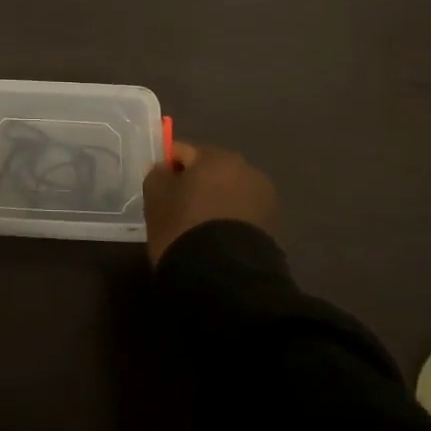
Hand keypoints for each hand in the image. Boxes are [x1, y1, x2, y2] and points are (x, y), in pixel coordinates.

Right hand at [142, 141, 277, 264]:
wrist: (227, 279)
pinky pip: (242, 217)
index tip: (158, 190)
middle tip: (176, 209)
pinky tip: (215, 241)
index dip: (167, 169)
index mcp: (217, 156)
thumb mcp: (156, 196)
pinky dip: (229, 223)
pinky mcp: (274, 229)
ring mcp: (265, 200)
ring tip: (198, 229)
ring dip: (215, 204)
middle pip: (210, 171)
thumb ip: (158, 174)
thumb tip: (166, 170)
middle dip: (195, 185)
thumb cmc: (184, 226)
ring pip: (229, 194)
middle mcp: (247, 170)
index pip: (183, 152)